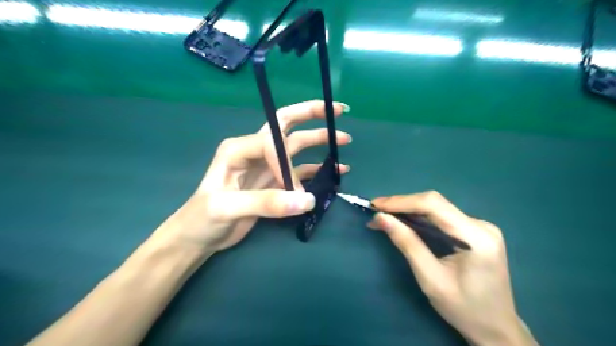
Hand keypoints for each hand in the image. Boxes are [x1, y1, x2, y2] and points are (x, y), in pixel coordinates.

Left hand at [158, 101, 350, 253]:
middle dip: (311, 115)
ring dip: (320, 141)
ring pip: (297, 147)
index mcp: (239, 148)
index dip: (286, 163)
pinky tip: (335, 170)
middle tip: (338, 111)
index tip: (293, 190)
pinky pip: (300, 171)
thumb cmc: (203, 218)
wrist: (199, 237)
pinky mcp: (275, 182)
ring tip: (343, 140)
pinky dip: (318, 169)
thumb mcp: (227, 208)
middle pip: (286, 125)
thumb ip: (267, 202)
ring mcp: (267, 166)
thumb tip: (308, 200)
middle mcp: (255, 151)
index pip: (271, 142)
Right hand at [367, 192, 537, 345]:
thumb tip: (381, 217)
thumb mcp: (430, 278)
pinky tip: (403, 221)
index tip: (375, 205)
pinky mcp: (474, 231)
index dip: (401, 202)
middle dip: (401, 205)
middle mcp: (481, 225)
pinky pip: (441, 217)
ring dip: (408, 210)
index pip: (434, 205)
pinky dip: (419, 218)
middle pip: (435, 203)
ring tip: (383, 216)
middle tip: (375, 211)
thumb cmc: (464, 310)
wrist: (496, 330)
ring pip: (436, 208)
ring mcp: (480, 227)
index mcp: (477, 237)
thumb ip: (407, 243)